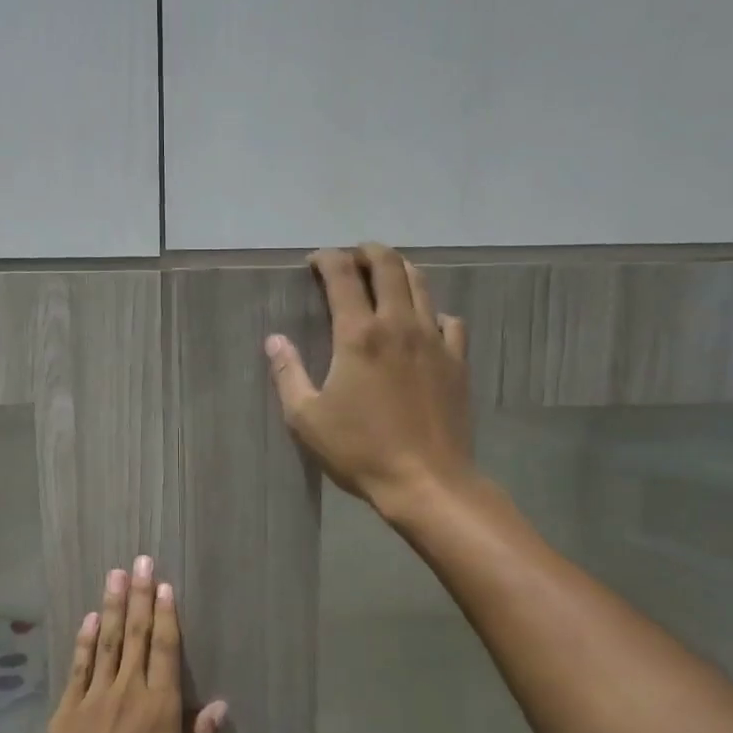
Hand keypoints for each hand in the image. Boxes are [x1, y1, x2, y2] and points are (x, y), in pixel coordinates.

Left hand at [28, 557, 227, 732]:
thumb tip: (220, 705)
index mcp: (159, 710)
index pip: (164, 650)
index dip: (165, 615)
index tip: (164, 585)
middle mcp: (127, 693)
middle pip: (134, 636)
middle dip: (138, 596)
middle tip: (140, 561)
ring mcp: (93, 698)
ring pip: (105, 642)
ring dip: (110, 606)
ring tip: (115, 574)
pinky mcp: (66, 710)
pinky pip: (79, 666)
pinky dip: (84, 640)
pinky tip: (88, 618)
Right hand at [266, 243, 473, 513]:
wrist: (426, 480)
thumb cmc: (359, 450)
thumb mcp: (307, 418)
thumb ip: (288, 374)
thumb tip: (274, 340)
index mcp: (358, 335)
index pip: (343, 276)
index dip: (327, 259)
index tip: (314, 261)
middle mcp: (399, 325)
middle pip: (388, 267)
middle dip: (367, 252)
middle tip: (352, 256)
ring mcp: (434, 341)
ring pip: (421, 285)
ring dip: (400, 271)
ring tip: (386, 274)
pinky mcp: (457, 361)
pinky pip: (448, 321)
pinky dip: (431, 311)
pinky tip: (424, 324)